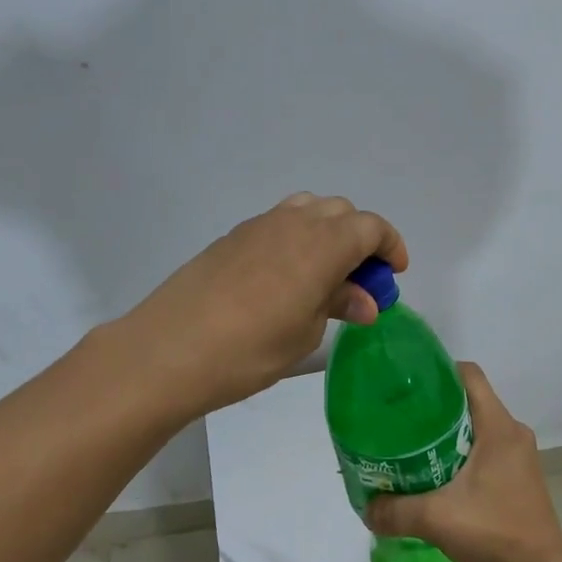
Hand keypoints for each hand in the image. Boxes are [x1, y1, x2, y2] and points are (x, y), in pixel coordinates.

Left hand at [112, 193, 408, 417]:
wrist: (167, 350)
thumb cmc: (249, 349)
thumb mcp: (305, 333)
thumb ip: (338, 305)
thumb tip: (364, 300)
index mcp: (322, 243)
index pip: (370, 227)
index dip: (390, 246)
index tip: (394, 274)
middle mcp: (294, 223)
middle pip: (341, 212)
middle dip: (360, 240)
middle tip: (360, 281)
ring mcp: (258, 226)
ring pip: (307, 210)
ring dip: (327, 233)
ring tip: (324, 275)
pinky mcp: (231, 238)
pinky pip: (277, 224)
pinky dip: (296, 240)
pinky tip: (285, 278)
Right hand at [367, 363, 561, 561]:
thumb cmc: (494, 531)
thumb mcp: (436, 518)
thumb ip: (396, 511)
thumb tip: (366, 508)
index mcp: (498, 426)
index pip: (469, 374)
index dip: (438, 371)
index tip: (408, 385)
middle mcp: (512, 432)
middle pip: (470, 400)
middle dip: (435, 405)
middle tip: (401, 418)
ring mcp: (519, 456)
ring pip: (478, 427)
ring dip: (448, 433)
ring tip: (413, 446)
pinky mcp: (519, 477)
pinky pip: (486, 450)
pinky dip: (462, 454)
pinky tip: (436, 475)